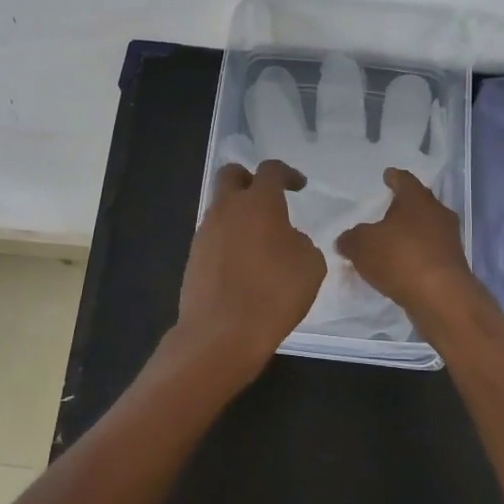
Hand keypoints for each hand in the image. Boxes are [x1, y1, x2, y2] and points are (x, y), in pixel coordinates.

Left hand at [171, 160, 326, 385]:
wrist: (221, 333)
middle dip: (249, 179)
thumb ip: (301, 242)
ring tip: (260, 241)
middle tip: (267, 198)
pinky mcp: (193, 257)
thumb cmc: (273, 294)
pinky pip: (214, 236)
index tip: (299, 186)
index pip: (270, 170)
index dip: (287, 173)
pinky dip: (229, 240)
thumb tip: (288, 239)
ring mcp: (205, 232)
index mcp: (259, 203)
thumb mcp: (310, 266)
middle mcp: (227, 209)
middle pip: (231, 175)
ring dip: (239, 214)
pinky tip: (244, 264)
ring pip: (220, 207)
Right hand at [336, 168, 480, 323]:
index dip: (393, 178)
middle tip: (387, 209)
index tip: (387, 176)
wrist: (441, 297)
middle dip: (404, 206)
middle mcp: (438, 213)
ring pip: (427, 228)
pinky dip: (417, 254)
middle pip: (419, 203)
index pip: (404, 180)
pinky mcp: (453, 264)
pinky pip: (430, 251)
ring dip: (411, 232)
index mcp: (417, 199)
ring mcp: (449, 239)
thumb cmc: (400, 258)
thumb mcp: (362, 245)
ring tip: (392, 240)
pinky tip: (403, 264)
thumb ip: (351, 239)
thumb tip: (346, 240)